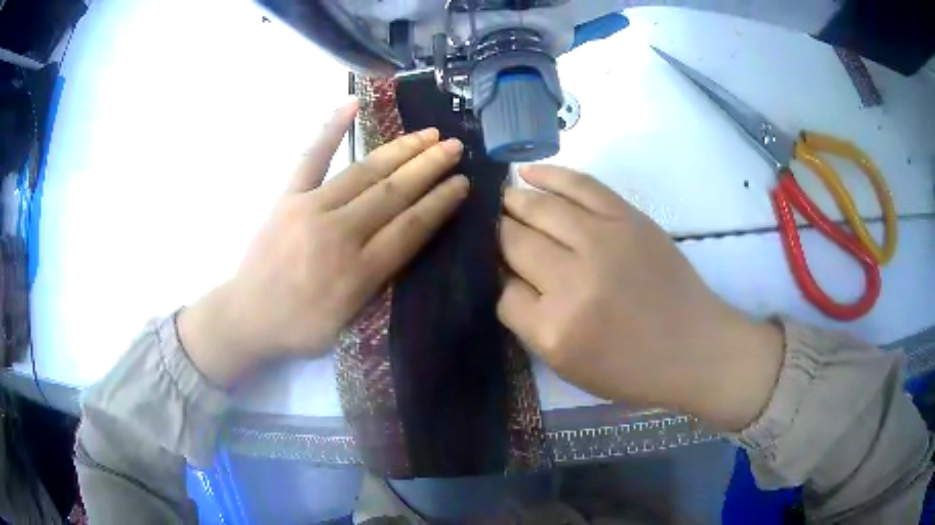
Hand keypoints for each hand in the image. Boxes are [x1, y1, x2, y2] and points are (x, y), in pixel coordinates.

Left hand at [179, 100, 467, 386]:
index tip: (461, 182)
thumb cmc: (299, 328)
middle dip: (429, 167)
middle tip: (454, 146)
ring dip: (400, 150)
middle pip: (393, 193)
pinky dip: (331, 129)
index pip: (410, 228)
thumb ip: (377, 284)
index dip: (439, 203)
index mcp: (357, 273)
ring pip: (364, 172)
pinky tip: (352, 104)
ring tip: (428, 133)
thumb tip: (403, 242)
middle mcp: (338, 235)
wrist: (246, 318)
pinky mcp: (287, 197)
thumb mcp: (348, 323)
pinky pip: (311, 158)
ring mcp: (310, 209)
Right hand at [498, 165, 783, 430]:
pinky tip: (526, 172)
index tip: (501, 274)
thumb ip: (530, 322)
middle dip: (498, 236)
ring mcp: (602, 241)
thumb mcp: (568, 365)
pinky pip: (579, 185)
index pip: (501, 292)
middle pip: (514, 243)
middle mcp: (571, 281)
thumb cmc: (632, 368)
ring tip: (504, 200)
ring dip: (514, 202)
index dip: (497, 280)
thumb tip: (507, 275)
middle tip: (493, 230)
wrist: (694, 347)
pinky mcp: (627, 218)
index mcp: (553, 329)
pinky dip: (548, 174)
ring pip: (538, 208)